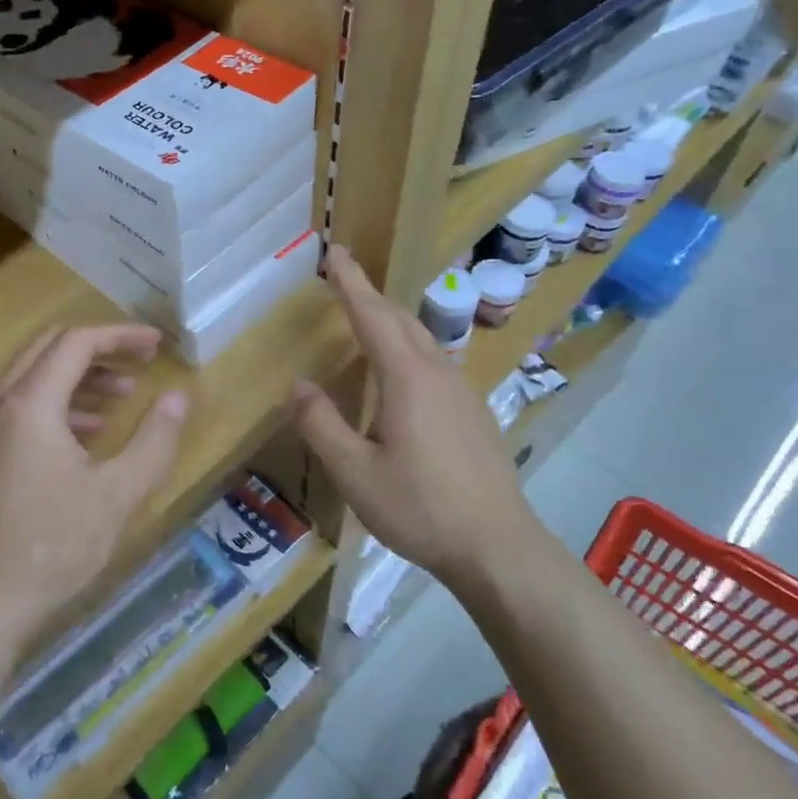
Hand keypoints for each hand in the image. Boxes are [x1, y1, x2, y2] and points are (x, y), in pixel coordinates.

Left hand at [0, 323, 187, 652]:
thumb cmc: (52, 548)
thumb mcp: (118, 494)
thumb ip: (155, 439)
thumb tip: (180, 395)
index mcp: (28, 404)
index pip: (76, 342)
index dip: (120, 336)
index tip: (156, 347)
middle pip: (48, 348)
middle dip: (99, 349)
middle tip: (141, 364)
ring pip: (31, 376)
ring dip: (78, 377)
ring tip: (122, 400)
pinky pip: (17, 406)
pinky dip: (55, 404)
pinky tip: (87, 435)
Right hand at [292, 246, 548, 586]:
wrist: (497, 547)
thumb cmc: (420, 508)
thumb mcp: (355, 473)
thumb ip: (321, 425)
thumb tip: (299, 385)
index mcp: (407, 379)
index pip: (373, 315)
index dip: (350, 282)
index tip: (334, 251)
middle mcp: (438, 374)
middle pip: (401, 320)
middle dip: (370, 294)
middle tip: (344, 276)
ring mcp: (462, 392)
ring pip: (423, 340)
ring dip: (391, 320)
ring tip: (367, 318)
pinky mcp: (474, 413)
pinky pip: (435, 363)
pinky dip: (409, 348)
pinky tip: (402, 375)